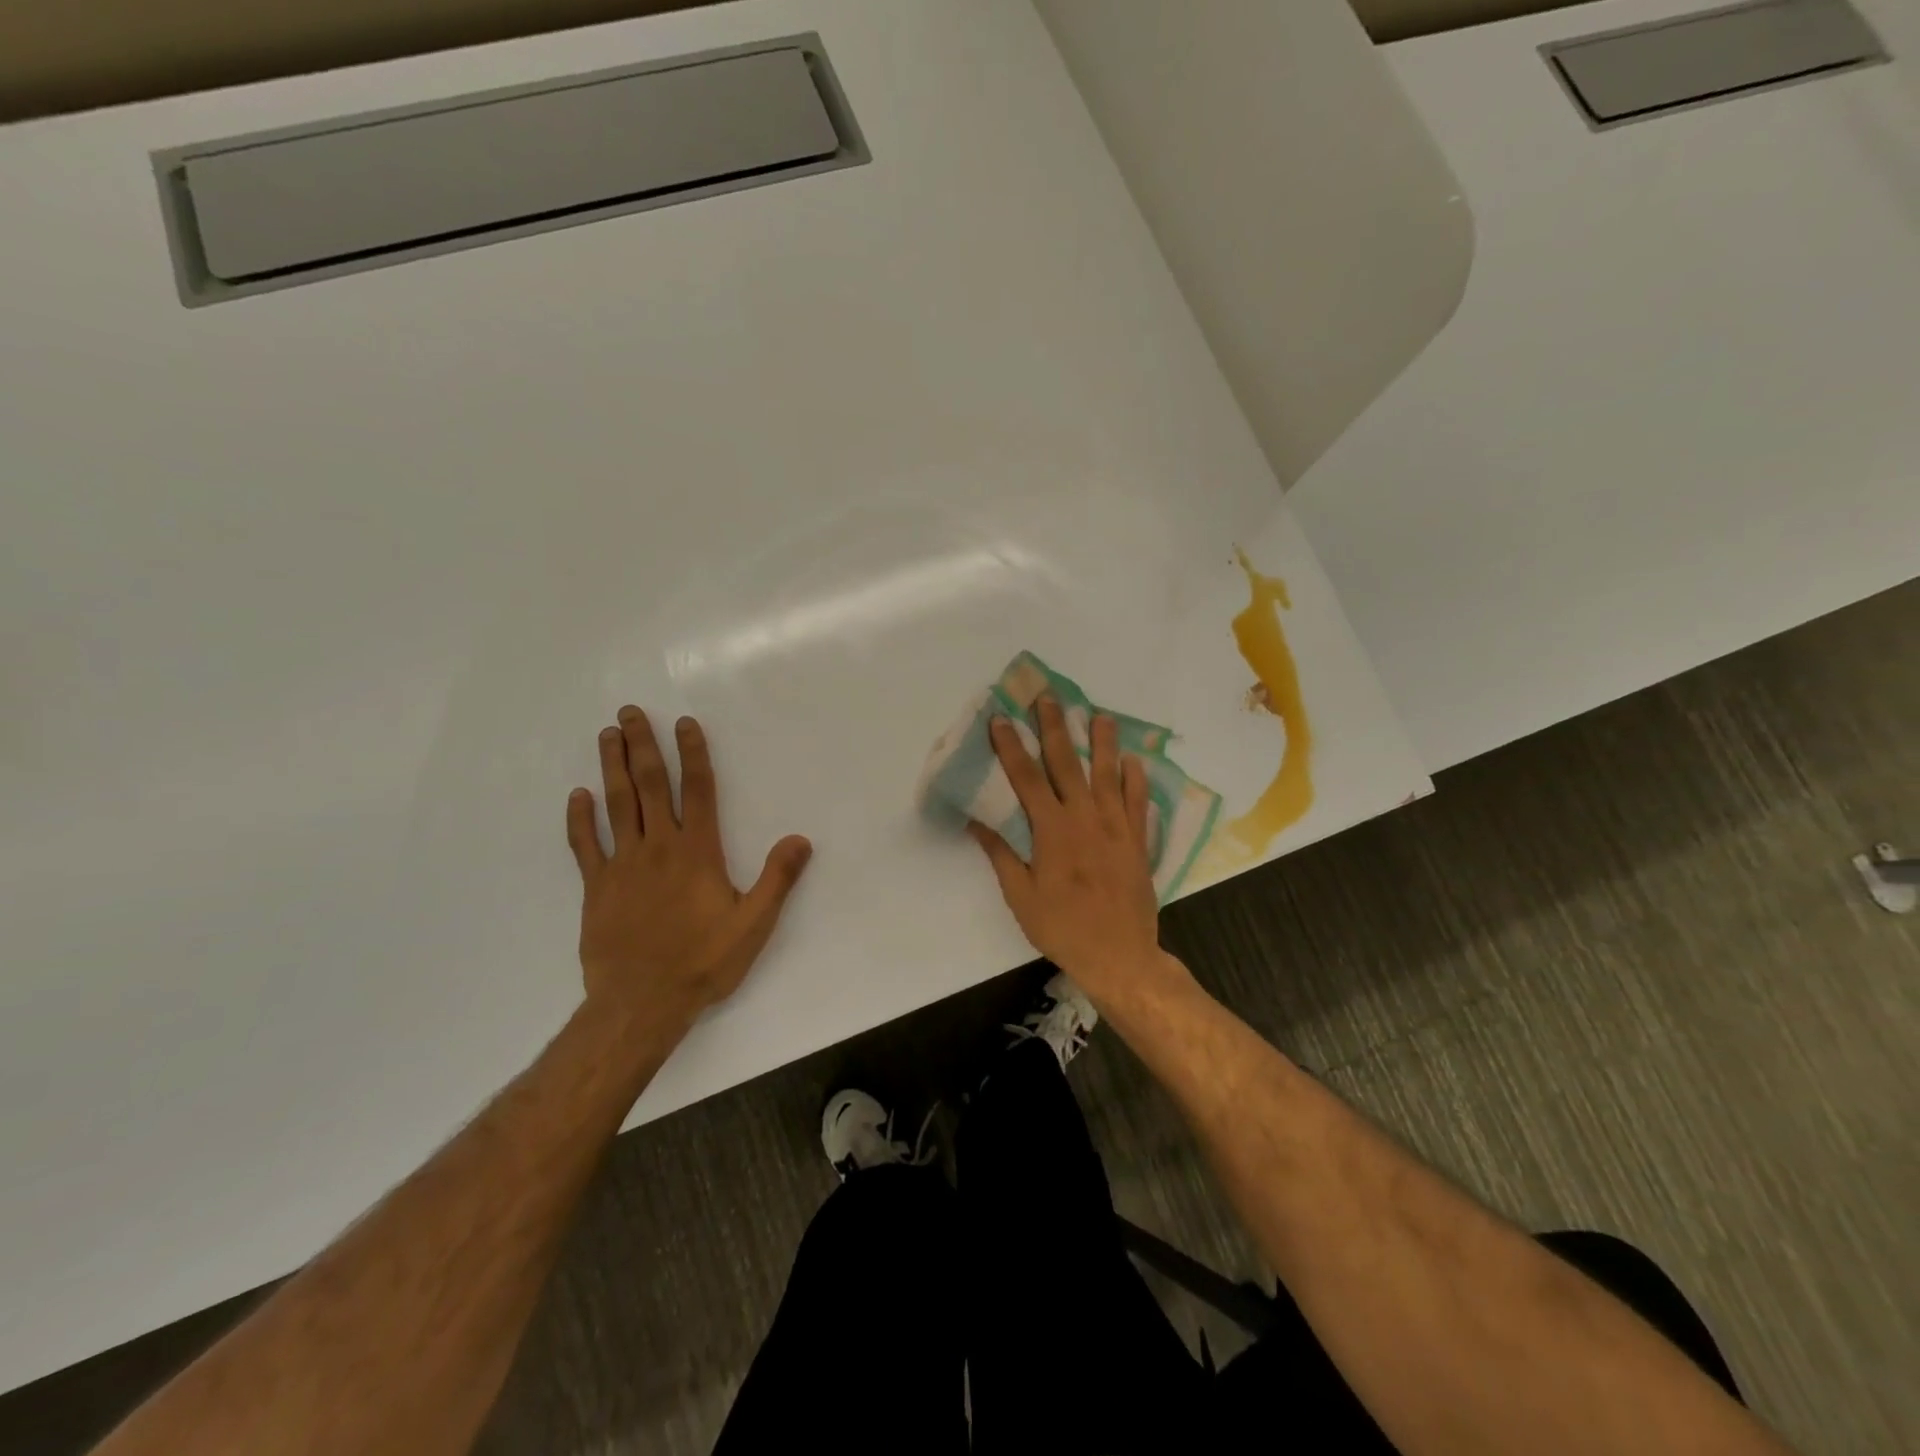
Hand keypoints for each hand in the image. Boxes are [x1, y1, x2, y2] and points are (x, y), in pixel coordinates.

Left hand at [567, 707, 812, 1021]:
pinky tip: (578, 796)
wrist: (641, 1003)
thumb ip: (777, 879)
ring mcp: (622, 865)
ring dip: (611, 767)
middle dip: (642, 745)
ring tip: (606, 735)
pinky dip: (580, 819)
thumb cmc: (703, 962)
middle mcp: (658, 847)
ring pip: (616, 805)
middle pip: (649, 785)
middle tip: (630, 712)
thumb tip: (800, 839)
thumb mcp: (753, 924)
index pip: (697, 790)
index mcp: (698, 852)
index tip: (684, 723)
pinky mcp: (597, 887)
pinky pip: (584, 845)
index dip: (693, 753)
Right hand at [968, 696, 1162, 997]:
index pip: (1027, 777)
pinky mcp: (1138, 841)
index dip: (1011, 747)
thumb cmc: (1062, 927)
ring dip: (1103, 742)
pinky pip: (1138, 802)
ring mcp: (1116, 827)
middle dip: (1055, 728)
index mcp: (1052, 830)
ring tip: (1100, 715)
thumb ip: (1001, 853)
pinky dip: (1136, 779)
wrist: (1119, 955)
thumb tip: (977, 820)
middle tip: (1049, 698)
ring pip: (1108, 774)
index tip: (1002, 719)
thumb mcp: (1020, 895)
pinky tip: (1133, 760)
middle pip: (1067, 763)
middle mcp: (1085, 818)